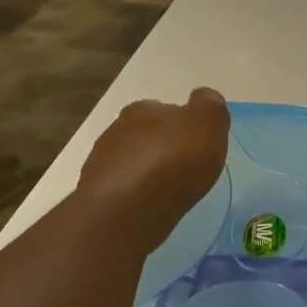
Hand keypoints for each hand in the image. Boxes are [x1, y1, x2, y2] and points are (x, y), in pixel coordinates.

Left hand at [78, 87, 230, 252]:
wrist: (128, 210)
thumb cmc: (173, 162)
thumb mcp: (207, 126)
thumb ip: (209, 107)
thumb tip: (205, 96)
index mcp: (144, 109)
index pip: (165, 109)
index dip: (182, 124)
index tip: (197, 143)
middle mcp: (118, 129)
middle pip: (146, 133)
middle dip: (163, 145)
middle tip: (184, 165)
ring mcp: (103, 162)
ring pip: (132, 160)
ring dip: (148, 170)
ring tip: (168, 189)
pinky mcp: (97, 193)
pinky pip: (123, 187)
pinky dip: (136, 192)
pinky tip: (150, 204)